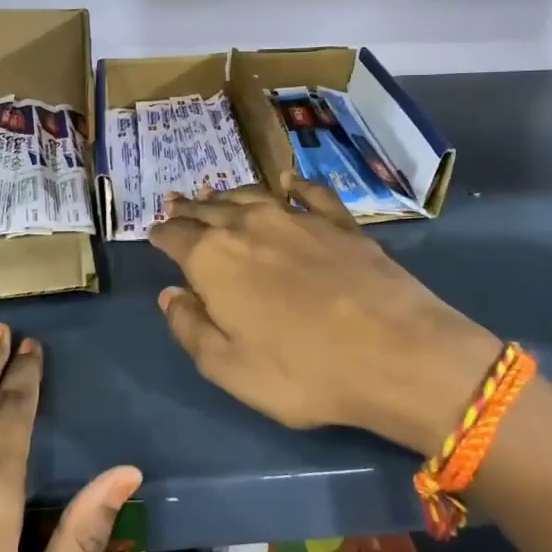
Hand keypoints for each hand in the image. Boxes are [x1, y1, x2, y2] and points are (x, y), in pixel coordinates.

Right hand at [149, 173, 500, 457]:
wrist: (397, 353)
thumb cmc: (303, 371)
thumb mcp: (229, 368)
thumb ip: (191, 328)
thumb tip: (170, 295)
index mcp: (214, 259)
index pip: (176, 237)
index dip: (161, 235)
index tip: (155, 234)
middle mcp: (249, 225)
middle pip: (209, 209)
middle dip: (189, 208)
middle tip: (177, 203)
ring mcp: (297, 218)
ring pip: (251, 194)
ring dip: (228, 194)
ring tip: (216, 194)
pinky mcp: (339, 221)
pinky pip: (309, 192)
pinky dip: (293, 184)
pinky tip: (287, 180)